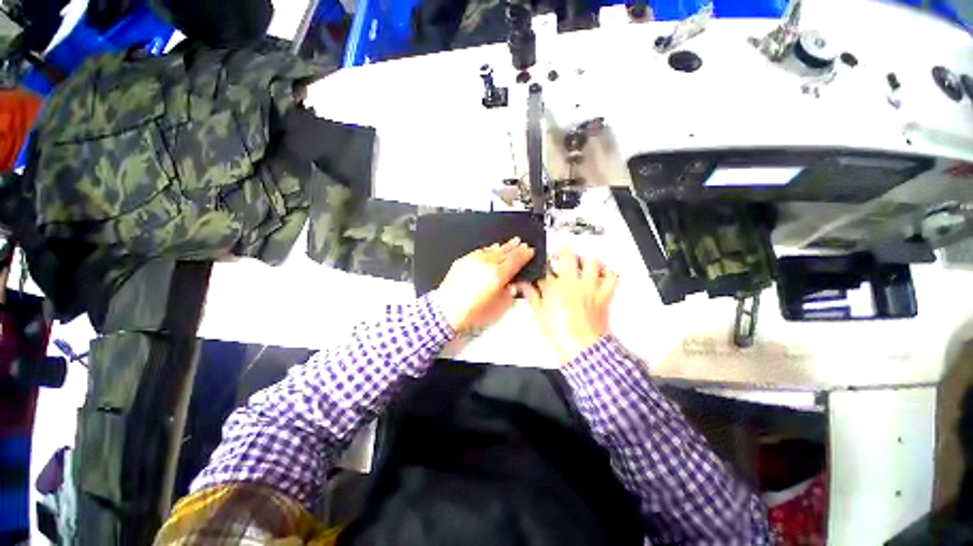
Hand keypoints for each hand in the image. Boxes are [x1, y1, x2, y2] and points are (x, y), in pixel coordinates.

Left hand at [433, 238, 534, 332]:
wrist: (444, 311)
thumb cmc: (469, 313)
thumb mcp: (496, 309)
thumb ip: (508, 295)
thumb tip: (513, 288)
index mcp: (497, 275)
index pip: (515, 260)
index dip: (524, 254)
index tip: (529, 250)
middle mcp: (486, 264)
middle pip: (505, 252)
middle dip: (515, 248)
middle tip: (522, 244)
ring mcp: (473, 260)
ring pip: (492, 250)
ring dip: (503, 246)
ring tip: (511, 242)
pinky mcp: (463, 261)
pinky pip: (479, 251)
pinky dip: (488, 249)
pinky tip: (491, 249)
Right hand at [519, 250, 618, 363]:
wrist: (581, 347)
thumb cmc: (561, 333)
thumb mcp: (539, 315)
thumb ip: (532, 297)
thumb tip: (525, 287)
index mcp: (555, 287)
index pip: (545, 271)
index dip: (541, 268)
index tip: (540, 270)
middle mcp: (573, 283)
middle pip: (568, 257)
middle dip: (562, 251)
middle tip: (559, 254)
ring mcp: (590, 288)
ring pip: (591, 262)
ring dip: (585, 258)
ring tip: (581, 259)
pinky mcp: (603, 296)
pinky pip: (611, 279)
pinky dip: (608, 273)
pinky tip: (603, 272)